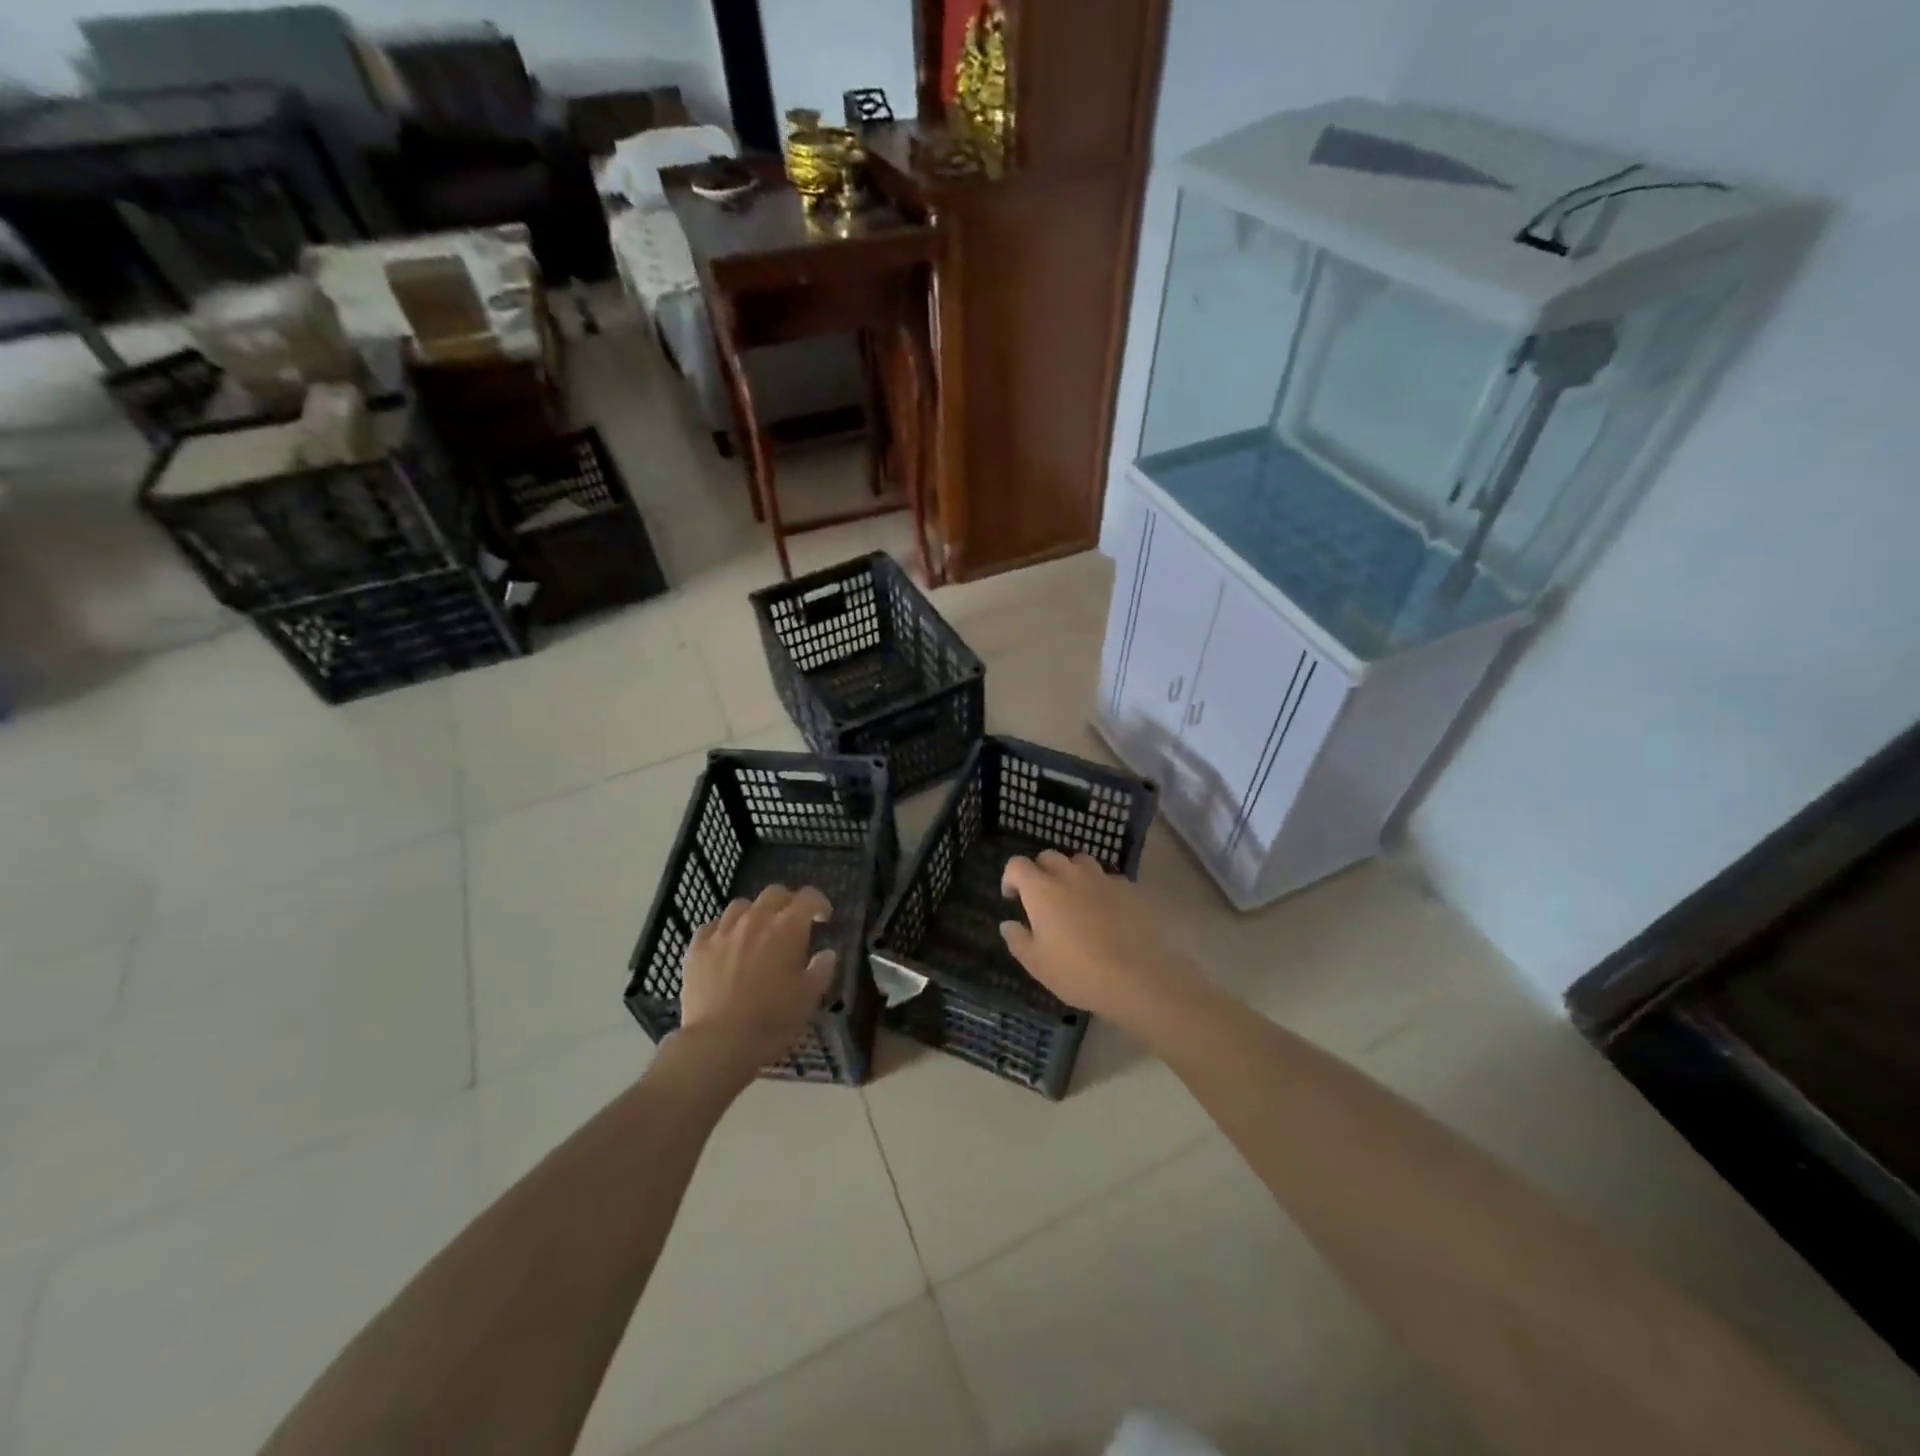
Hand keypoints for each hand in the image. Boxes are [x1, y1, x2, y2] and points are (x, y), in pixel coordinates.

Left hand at [676, 885, 834, 1079]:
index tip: (823, 917)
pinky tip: (726, 947)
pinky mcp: (697, 947)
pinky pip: (712, 927)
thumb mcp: (809, 998)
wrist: (719, 1042)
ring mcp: (723, 931)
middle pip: (774, 894)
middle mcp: (755, 919)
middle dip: (787, 903)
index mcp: (787, 928)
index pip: (808, 898)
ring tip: (756, 933)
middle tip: (791, 922)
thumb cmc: (772, 1020)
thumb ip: (821, 969)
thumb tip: (826, 953)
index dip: (819, 903)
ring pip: (741, 906)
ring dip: (754, 914)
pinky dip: (724, 931)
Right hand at [999, 851, 1189, 1024]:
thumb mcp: (1036, 963)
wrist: (1137, 977)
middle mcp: (1070, 874)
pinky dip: (1100, 889)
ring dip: (1072, 874)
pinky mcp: (1129, 888)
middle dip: (1040, 871)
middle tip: (1042, 898)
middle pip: (1049, 857)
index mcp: (1042, 889)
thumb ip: (1017, 939)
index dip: (1010, 877)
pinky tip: (1106, 913)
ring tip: (1075, 899)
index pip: (1017, 865)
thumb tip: (1008, 924)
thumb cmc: (1077, 971)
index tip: (1013, 897)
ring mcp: (1102, 878)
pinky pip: (1108, 880)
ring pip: (1080, 862)